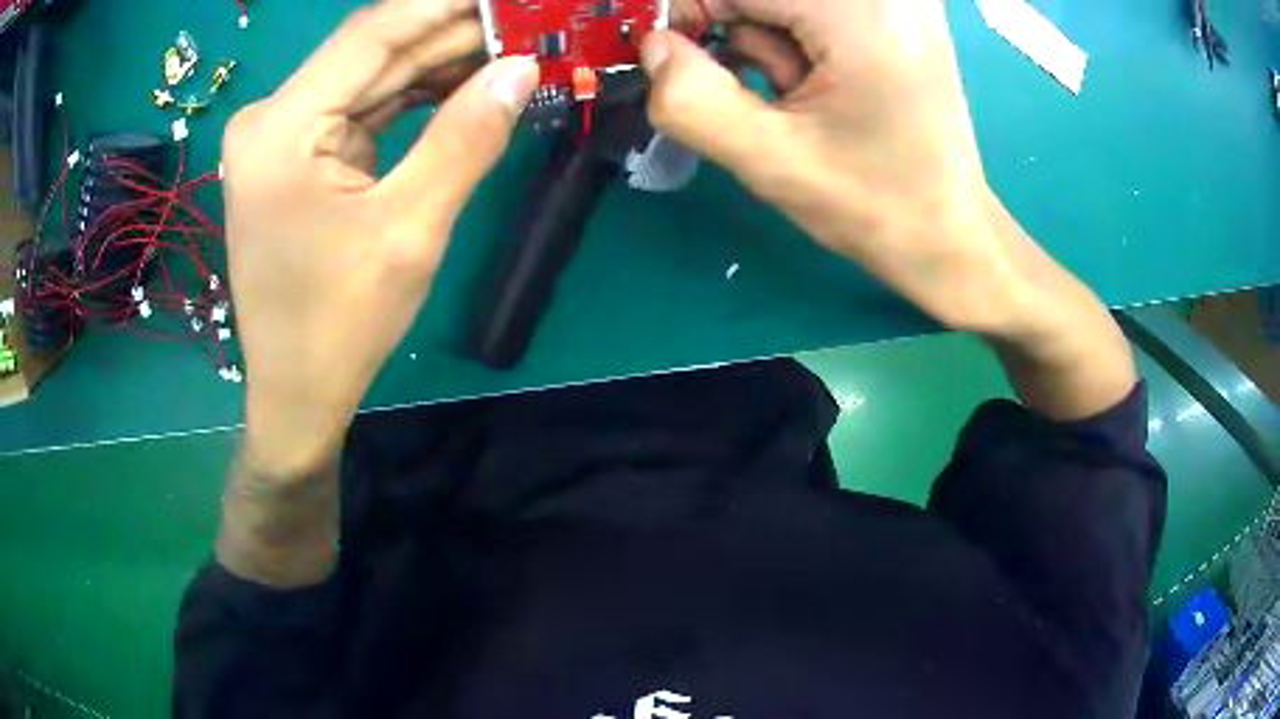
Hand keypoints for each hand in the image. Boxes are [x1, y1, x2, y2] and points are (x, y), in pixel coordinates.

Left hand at [222, 0, 538, 475]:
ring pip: (371, 75)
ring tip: (510, 48)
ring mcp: (281, 136)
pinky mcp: (296, 155)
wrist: (296, 391)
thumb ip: (466, 138)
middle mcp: (272, 118)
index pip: (375, 33)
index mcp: (282, 127)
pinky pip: (363, 107)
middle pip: (373, 50)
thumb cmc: (340, 324)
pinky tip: (464, 84)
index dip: (448, 5)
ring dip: (438, 62)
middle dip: (451, 33)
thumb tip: (522, 66)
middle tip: (526, 23)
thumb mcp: (411, 230)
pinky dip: (413, 96)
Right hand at [647, 0, 1135, 419]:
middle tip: (754, 90)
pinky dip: (795, 45)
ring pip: (786, 4)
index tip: (666, 52)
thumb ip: (692, 100)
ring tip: (796, 101)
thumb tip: (652, 45)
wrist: (953, 239)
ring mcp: (899, 5)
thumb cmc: (877, 208)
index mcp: (861, 15)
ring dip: (768, 45)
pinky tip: (811, 89)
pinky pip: (815, 14)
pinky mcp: (900, 19)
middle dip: (737, 32)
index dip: (689, 11)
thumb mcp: (774, 162)